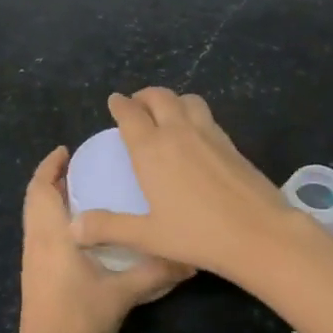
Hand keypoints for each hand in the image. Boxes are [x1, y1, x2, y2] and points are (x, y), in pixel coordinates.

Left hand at [15, 146, 191, 332]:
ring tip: (83, 189)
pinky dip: (53, 219)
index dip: (49, 166)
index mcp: (51, 236)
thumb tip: (191, 258)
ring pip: (35, 218)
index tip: (67, 149)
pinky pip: (40, 234)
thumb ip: (155, 271)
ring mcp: (32, 262)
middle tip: (81, 165)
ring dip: (51, 199)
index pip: (41, 189)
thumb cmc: (79, 321)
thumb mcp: (122, 294)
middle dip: (52, 178)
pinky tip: (81, 230)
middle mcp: (36, 243)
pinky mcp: (35, 277)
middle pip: (35, 200)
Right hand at [70, 89, 299, 279]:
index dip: (120, 104)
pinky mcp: (230, 142)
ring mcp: (208, 133)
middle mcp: (178, 132)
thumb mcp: (148, 236)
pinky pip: (206, 115)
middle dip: (144, 96)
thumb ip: (109, 228)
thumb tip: (73, 228)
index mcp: (152, 149)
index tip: (114, 101)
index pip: (130, 114)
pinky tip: (194, 135)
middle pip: (159, 97)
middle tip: (137, 104)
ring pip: (187, 100)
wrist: (258, 232)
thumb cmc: (197, 234)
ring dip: (172, 100)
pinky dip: (193, 113)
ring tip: (166, 113)